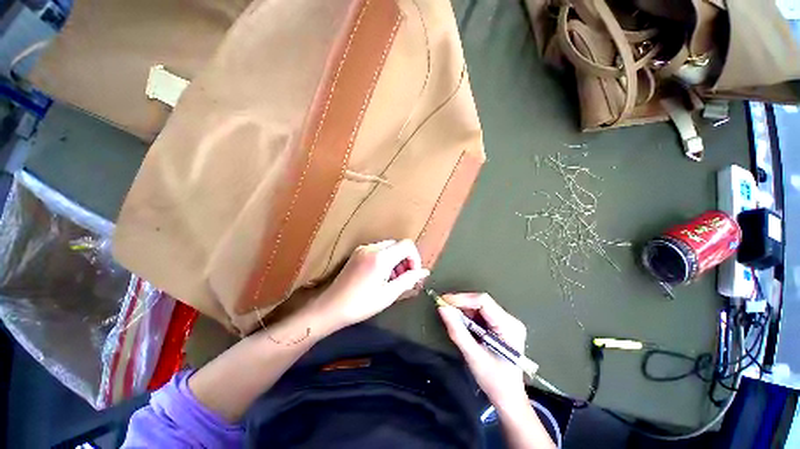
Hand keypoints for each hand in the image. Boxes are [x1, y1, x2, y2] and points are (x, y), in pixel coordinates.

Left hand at [313, 239, 428, 333]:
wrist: (331, 307)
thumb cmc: (361, 304)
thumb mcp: (389, 294)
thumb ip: (408, 279)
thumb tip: (424, 272)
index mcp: (381, 257)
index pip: (407, 245)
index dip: (415, 258)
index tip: (413, 274)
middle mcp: (372, 247)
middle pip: (398, 245)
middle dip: (405, 259)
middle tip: (403, 278)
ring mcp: (363, 249)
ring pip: (389, 246)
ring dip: (396, 259)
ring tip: (392, 279)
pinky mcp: (357, 253)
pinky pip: (378, 249)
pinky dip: (386, 258)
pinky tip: (381, 275)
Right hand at [438, 293, 527, 406]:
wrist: (508, 397)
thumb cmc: (493, 380)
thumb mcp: (473, 356)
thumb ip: (457, 331)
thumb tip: (442, 308)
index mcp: (509, 326)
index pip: (483, 302)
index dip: (462, 299)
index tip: (444, 301)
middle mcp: (510, 320)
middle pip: (481, 302)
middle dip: (461, 304)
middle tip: (444, 308)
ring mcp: (506, 322)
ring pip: (480, 306)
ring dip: (463, 310)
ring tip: (450, 315)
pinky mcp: (500, 325)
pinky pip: (481, 313)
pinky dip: (468, 316)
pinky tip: (460, 321)